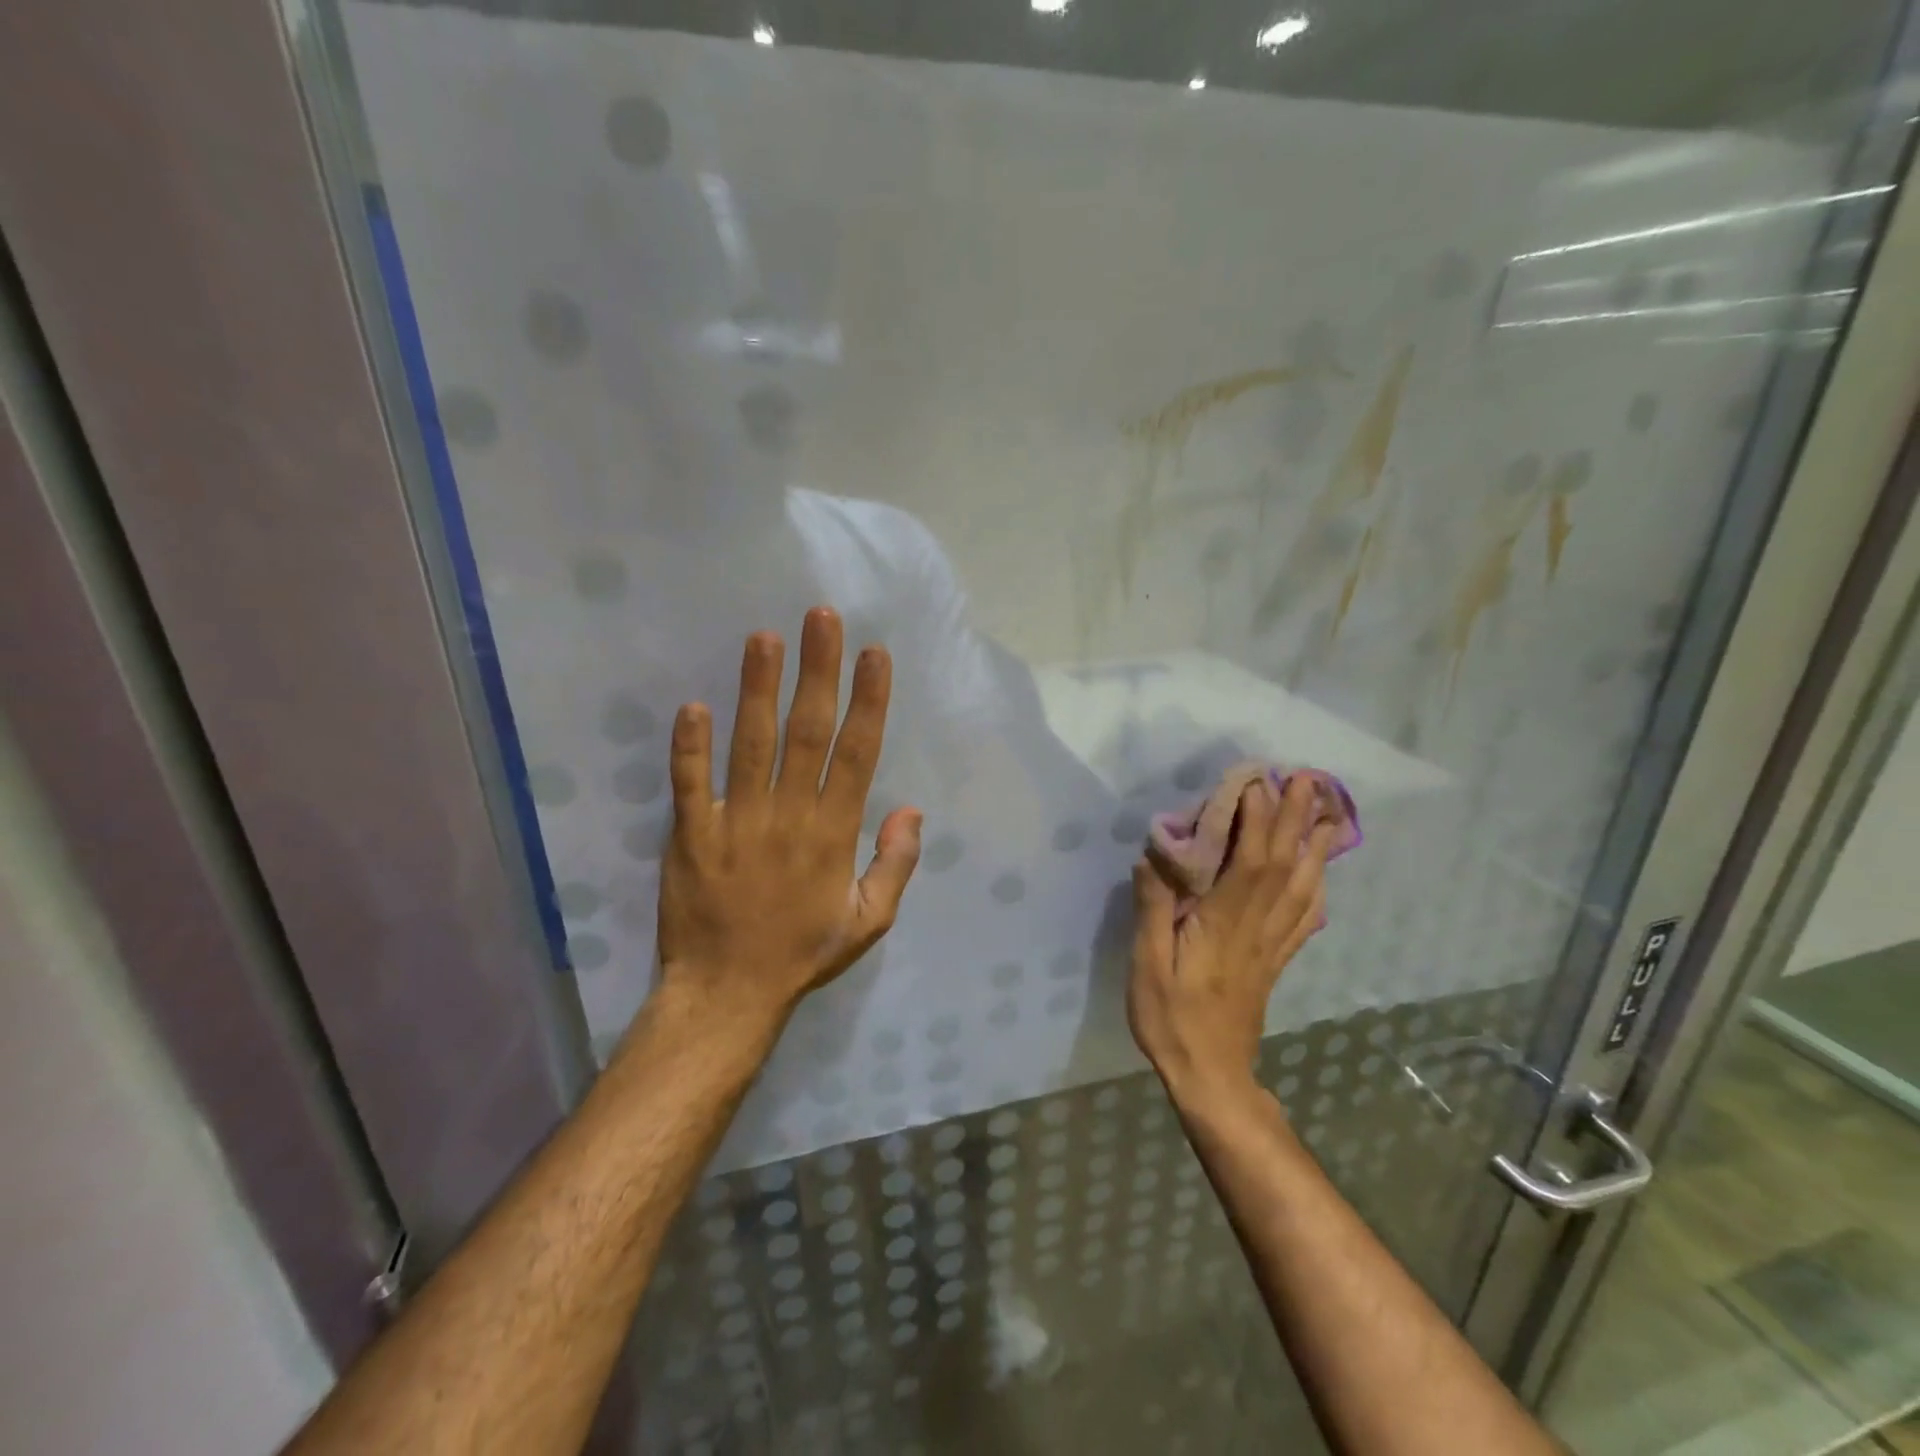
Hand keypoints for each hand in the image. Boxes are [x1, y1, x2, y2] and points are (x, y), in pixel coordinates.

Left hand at [654, 608, 923, 1036]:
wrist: (727, 992)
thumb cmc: (803, 953)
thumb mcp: (870, 921)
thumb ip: (897, 864)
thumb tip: (912, 809)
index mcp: (833, 833)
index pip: (857, 753)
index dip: (868, 700)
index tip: (874, 654)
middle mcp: (788, 816)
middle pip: (807, 731)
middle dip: (817, 671)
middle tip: (820, 618)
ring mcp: (736, 822)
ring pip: (750, 743)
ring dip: (758, 688)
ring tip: (764, 638)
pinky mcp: (690, 834)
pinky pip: (689, 783)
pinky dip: (690, 745)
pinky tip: (693, 704)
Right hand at [1129, 774, 1333, 1106]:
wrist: (1212, 1077)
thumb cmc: (1171, 1020)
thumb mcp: (1147, 967)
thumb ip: (1153, 911)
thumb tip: (1152, 857)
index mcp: (1223, 923)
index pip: (1249, 861)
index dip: (1259, 819)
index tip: (1261, 781)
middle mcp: (1256, 927)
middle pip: (1283, 865)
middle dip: (1297, 818)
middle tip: (1310, 779)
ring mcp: (1271, 944)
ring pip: (1301, 887)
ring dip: (1316, 846)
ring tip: (1329, 812)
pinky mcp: (1276, 960)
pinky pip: (1304, 918)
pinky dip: (1317, 888)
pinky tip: (1323, 875)